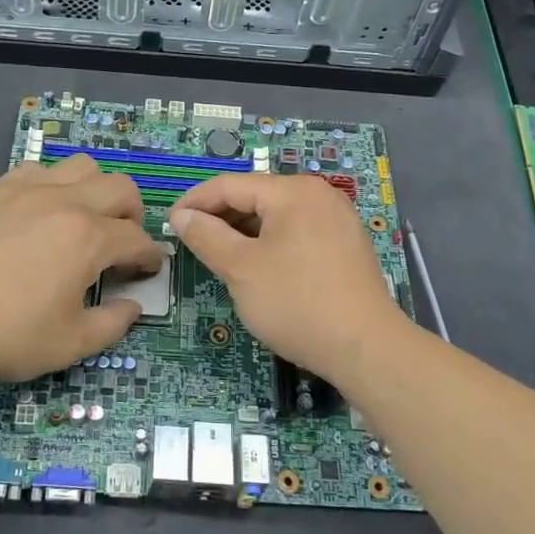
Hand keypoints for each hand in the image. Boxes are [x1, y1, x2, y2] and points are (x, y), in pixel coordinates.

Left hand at [0, 154, 165, 383]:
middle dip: (133, 215)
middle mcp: (66, 202)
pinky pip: (40, 170)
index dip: (149, 257)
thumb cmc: (5, 335)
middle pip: (121, 188)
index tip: (147, 271)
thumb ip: (113, 324)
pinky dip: (54, 185)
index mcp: (89, 238)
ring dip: (96, 190)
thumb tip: (132, 305)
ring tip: (84, 219)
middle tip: (121, 243)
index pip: (137, 239)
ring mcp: (28, 189)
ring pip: (82, 167)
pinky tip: (41, 211)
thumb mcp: (70, 344)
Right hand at [168, 173, 406, 379]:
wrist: (366, 348)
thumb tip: (181, 215)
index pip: (231, 185)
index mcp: (293, 191)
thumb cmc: (296, 302)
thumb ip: (206, 236)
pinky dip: (270, 244)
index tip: (169, 224)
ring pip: (276, 217)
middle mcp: (319, 195)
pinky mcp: (346, 246)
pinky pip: (297, 233)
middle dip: (220, 218)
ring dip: (243, 232)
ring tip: (219, 257)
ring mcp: (337, 220)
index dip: (195, 202)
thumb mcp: (240, 269)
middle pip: (256, 196)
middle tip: (191, 244)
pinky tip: (257, 267)